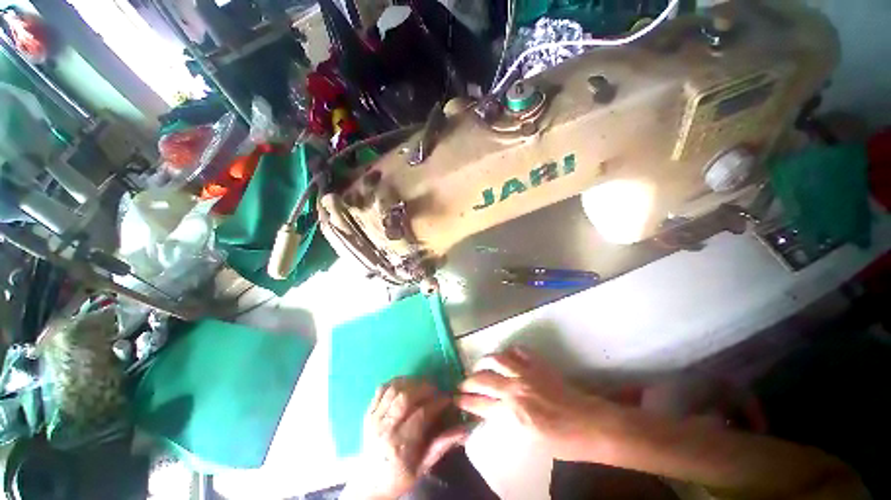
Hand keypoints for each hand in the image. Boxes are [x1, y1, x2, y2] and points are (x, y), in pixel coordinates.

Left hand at [349, 378, 468, 499]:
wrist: (369, 483)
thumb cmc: (399, 476)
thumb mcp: (422, 467)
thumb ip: (441, 445)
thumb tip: (464, 429)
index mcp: (400, 445)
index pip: (421, 414)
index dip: (437, 402)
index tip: (448, 398)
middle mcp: (385, 428)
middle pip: (406, 397)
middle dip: (424, 388)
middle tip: (435, 389)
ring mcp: (374, 418)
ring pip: (394, 389)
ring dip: (411, 382)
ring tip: (422, 385)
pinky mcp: (368, 412)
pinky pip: (381, 389)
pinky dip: (395, 382)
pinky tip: (406, 383)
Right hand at [456, 347, 605, 461]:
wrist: (589, 424)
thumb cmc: (561, 442)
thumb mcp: (529, 439)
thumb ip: (507, 422)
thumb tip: (492, 411)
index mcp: (512, 413)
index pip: (480, 404)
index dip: (465, 401)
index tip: (456, 398)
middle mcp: (515, 389)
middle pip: (483, 379)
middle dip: (468, 381)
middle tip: (462, 382)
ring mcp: (526, 372)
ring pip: (497, 359)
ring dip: (485, 361)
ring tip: (480, 365)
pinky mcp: (538, 364)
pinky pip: (519, 350)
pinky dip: (510, 351)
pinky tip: (507, 355)